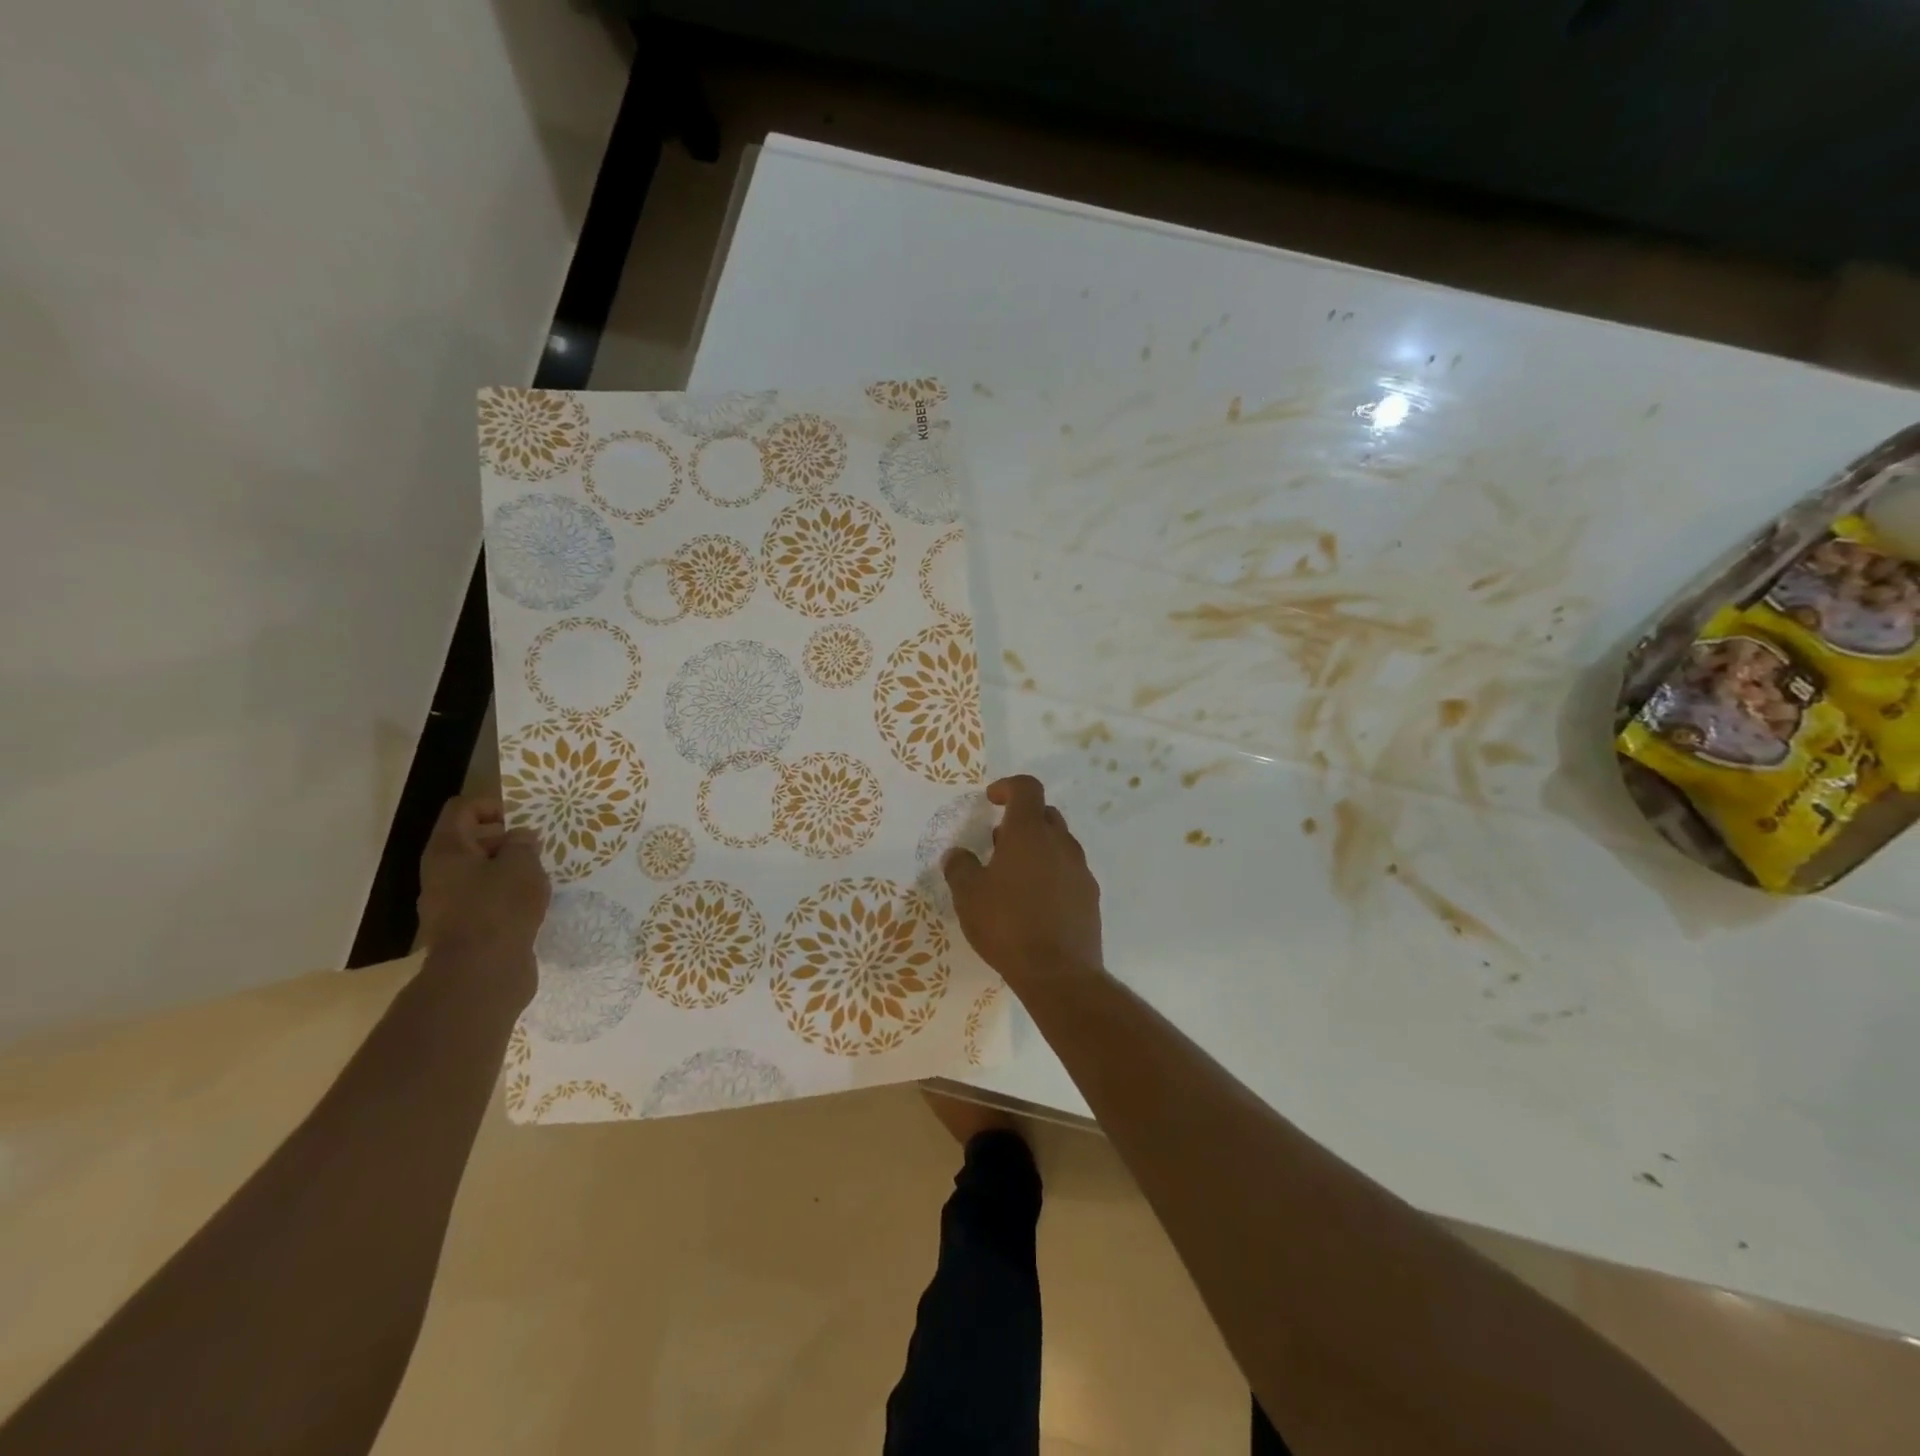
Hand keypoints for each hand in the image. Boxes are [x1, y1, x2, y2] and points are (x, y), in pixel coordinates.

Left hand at [416, 797, 549, 962]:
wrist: (481, 973)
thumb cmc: (499, 908)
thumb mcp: (522, 865)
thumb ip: (524, 844)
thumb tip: (521, 838)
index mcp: (447, 850)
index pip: (463, 809)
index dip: (493, 805)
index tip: (524, 819)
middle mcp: (440, 873)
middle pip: (470, 841)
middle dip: (505, 839)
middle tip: (538, 847)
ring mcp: (449, 902)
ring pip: (479, 871)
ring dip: (508, 868)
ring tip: (540, 875)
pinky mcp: (464, 927)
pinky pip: (485, 897)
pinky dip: (506, 894)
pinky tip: (532, 902)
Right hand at [943, 775, 1103, 985]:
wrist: (1059, 973)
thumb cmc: (1007, 925)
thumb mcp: (968, 895)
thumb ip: (959, 867)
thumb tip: (957, 854)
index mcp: (1029, 832)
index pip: (1027, 788)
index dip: (1008, 787)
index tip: (991, 800)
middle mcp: (1060, 842)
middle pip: (1045, 814)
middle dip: (1022, 820)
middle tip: (998, 843)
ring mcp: (1080, 869)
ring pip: (1059, 843)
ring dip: (1037, 848)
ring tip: (1013, 877)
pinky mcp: (1090, 896)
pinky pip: (1069, 871)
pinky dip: (1051, 873)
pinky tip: (1035, 903)